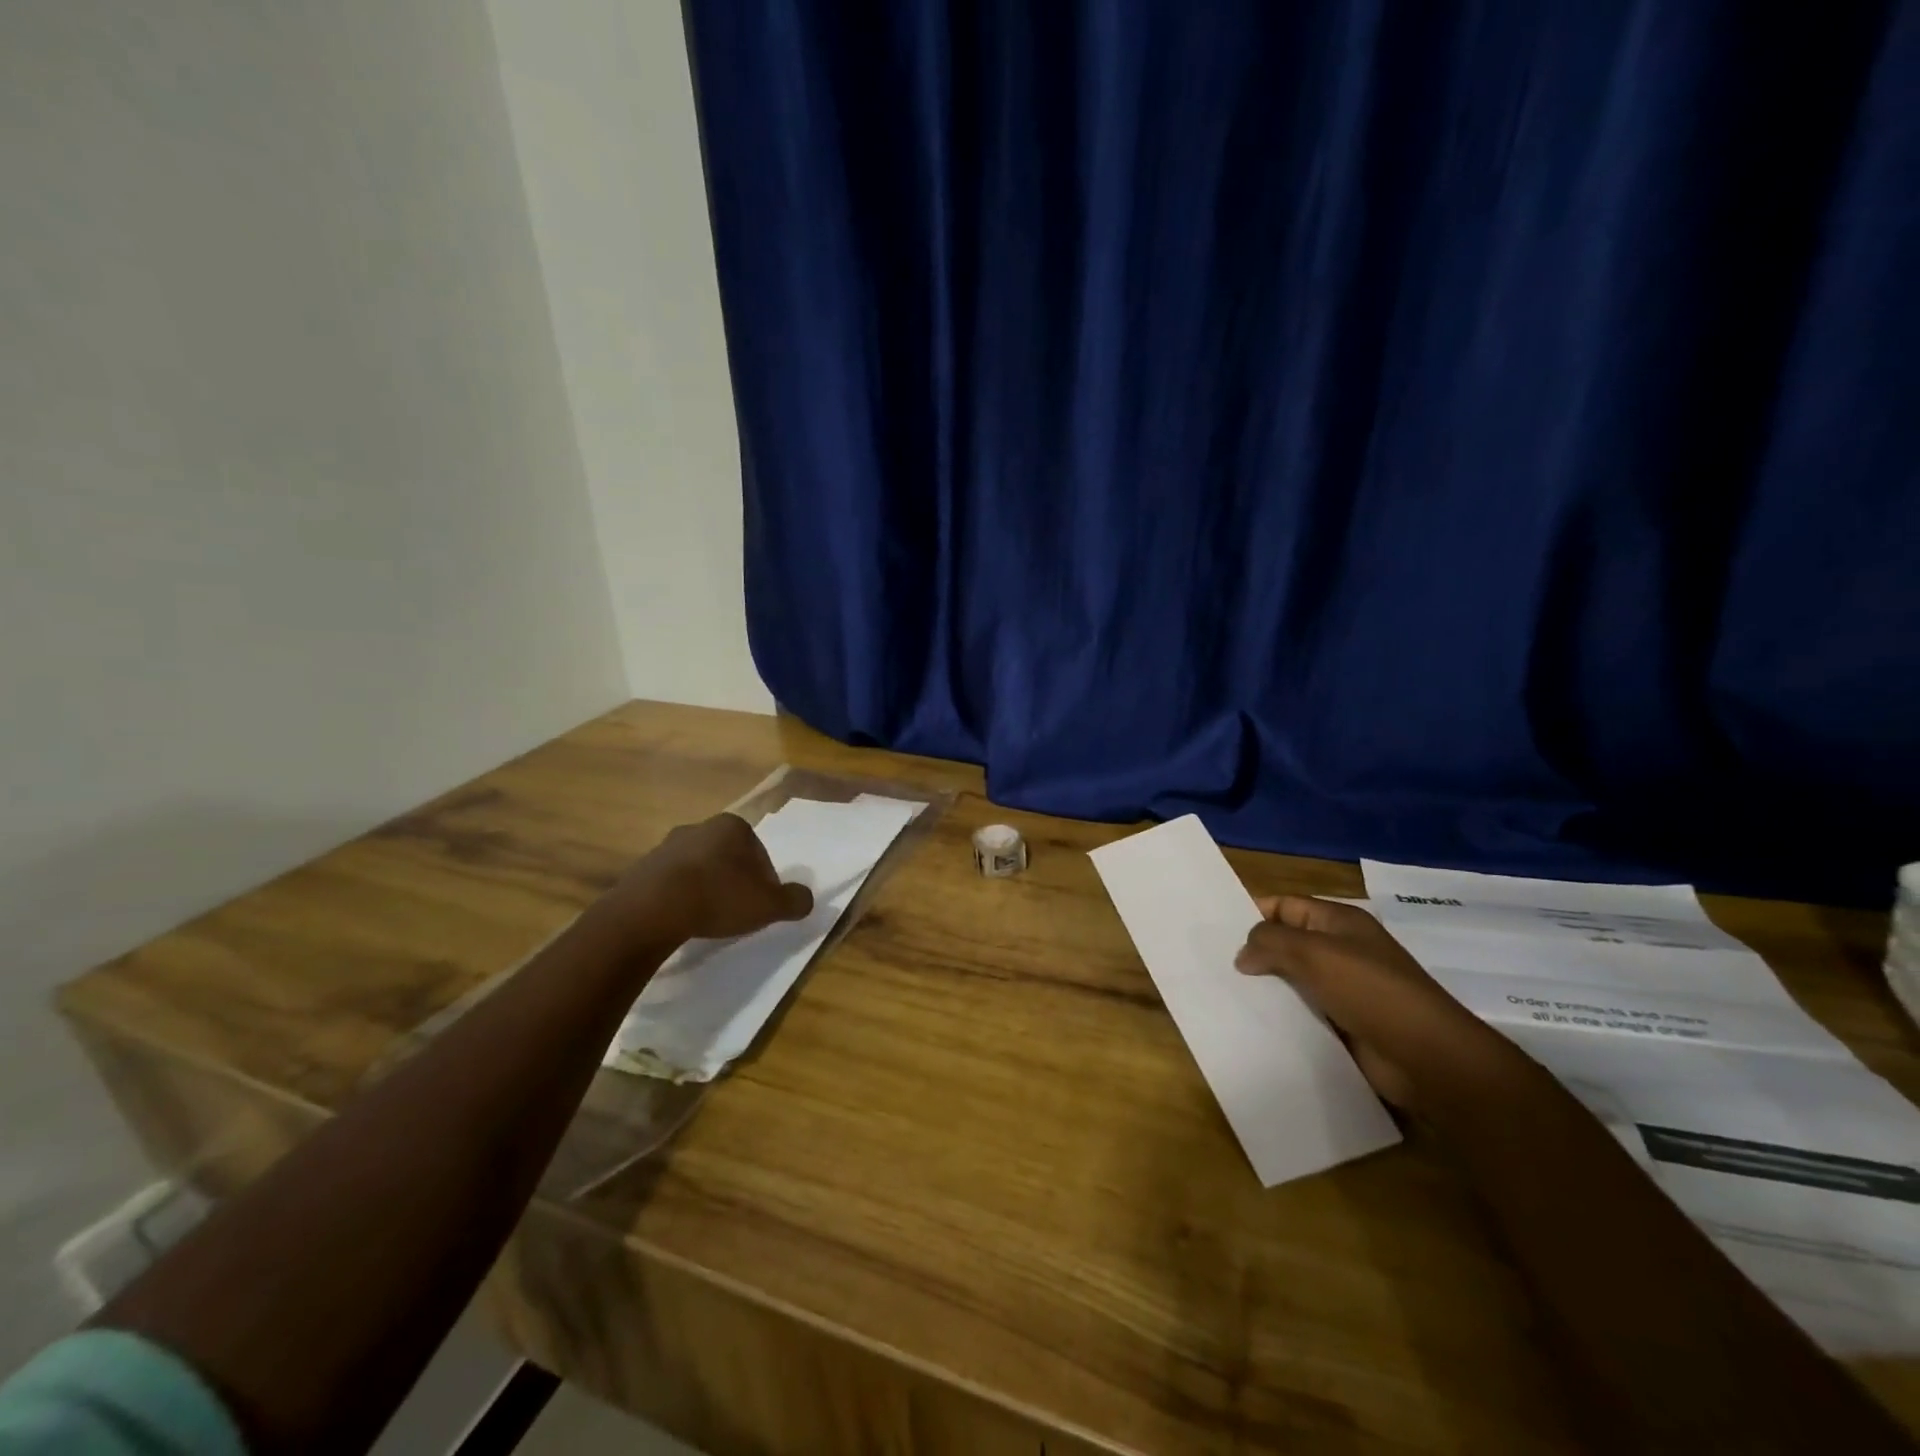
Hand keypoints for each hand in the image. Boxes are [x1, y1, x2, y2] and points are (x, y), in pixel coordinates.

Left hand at [605, 813, 814, 945]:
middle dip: (734, 881)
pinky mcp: (642, 868)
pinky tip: (681, 919)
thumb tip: (805, 899)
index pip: (760, 853)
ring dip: (705, 888)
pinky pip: (670, 883)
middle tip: (736, 912)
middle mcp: (700, 827)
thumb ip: (794, 900)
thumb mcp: (769, 904)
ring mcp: (666, 846)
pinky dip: (679, 897)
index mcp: (733, 826)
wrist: (651, 910)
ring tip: (706, 918)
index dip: (764, 881)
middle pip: (728, 858)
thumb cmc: (719, 897)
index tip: (759, 905)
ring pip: (698, 868)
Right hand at [1235, 895, 1520, 1113]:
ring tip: (1227, 995)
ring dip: (1267, 987)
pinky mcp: (1347, 1023)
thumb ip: (1270, 942)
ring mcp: (1346, 988)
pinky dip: (1284, 1015)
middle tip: (1215, 966)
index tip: (1216, 932)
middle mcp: (1342, 949)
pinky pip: (1306, 1011)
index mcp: (1339, 922)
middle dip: (1255, 953)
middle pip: (1288, 942)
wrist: (1428, 1057)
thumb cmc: (1371, 991)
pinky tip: (1257, 1023)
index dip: (1253, 914)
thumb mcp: (1314, 953)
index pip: (1285, 905)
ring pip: (1294, 979)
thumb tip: (1242, 953)